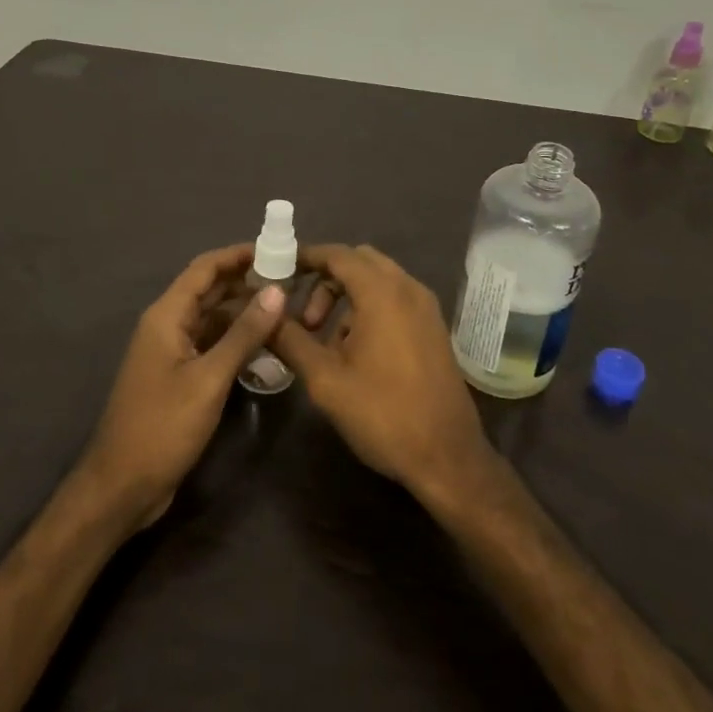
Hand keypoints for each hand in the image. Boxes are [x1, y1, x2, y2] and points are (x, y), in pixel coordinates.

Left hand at [77, 245, 286, 530]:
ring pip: (212, 319)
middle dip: (246, 282)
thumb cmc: (163, 426)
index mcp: (167, 316)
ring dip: (243, 313)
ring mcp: (171, 353)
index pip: (204, 269)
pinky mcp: (178, 377)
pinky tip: (264, 347)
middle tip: (291, 281)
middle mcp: (167, 326)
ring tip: (285, 311)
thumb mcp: (209, 378)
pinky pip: (210, 345)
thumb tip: (277, 291)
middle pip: (208, 291)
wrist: (122, 485)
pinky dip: (235, 341)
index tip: (276, 250)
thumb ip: (244, 334)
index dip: (237, 255)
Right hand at [273, 245, 496, 507]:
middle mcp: (408, 289)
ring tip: (325, 342)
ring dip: (347, 297)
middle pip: (360, 262)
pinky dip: (370, 309)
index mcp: (382, 293)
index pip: (338, 255)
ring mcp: (426, 308)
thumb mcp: (326, 380)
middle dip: (326, 280)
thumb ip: (291, 340)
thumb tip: (265, 314)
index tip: (279, 271)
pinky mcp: (433, 328)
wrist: (447, 456)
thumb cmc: (383, 414)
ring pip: (379, 281)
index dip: (306, 258)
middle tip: (305, 318)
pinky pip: (395, 300)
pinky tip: (355, 352)